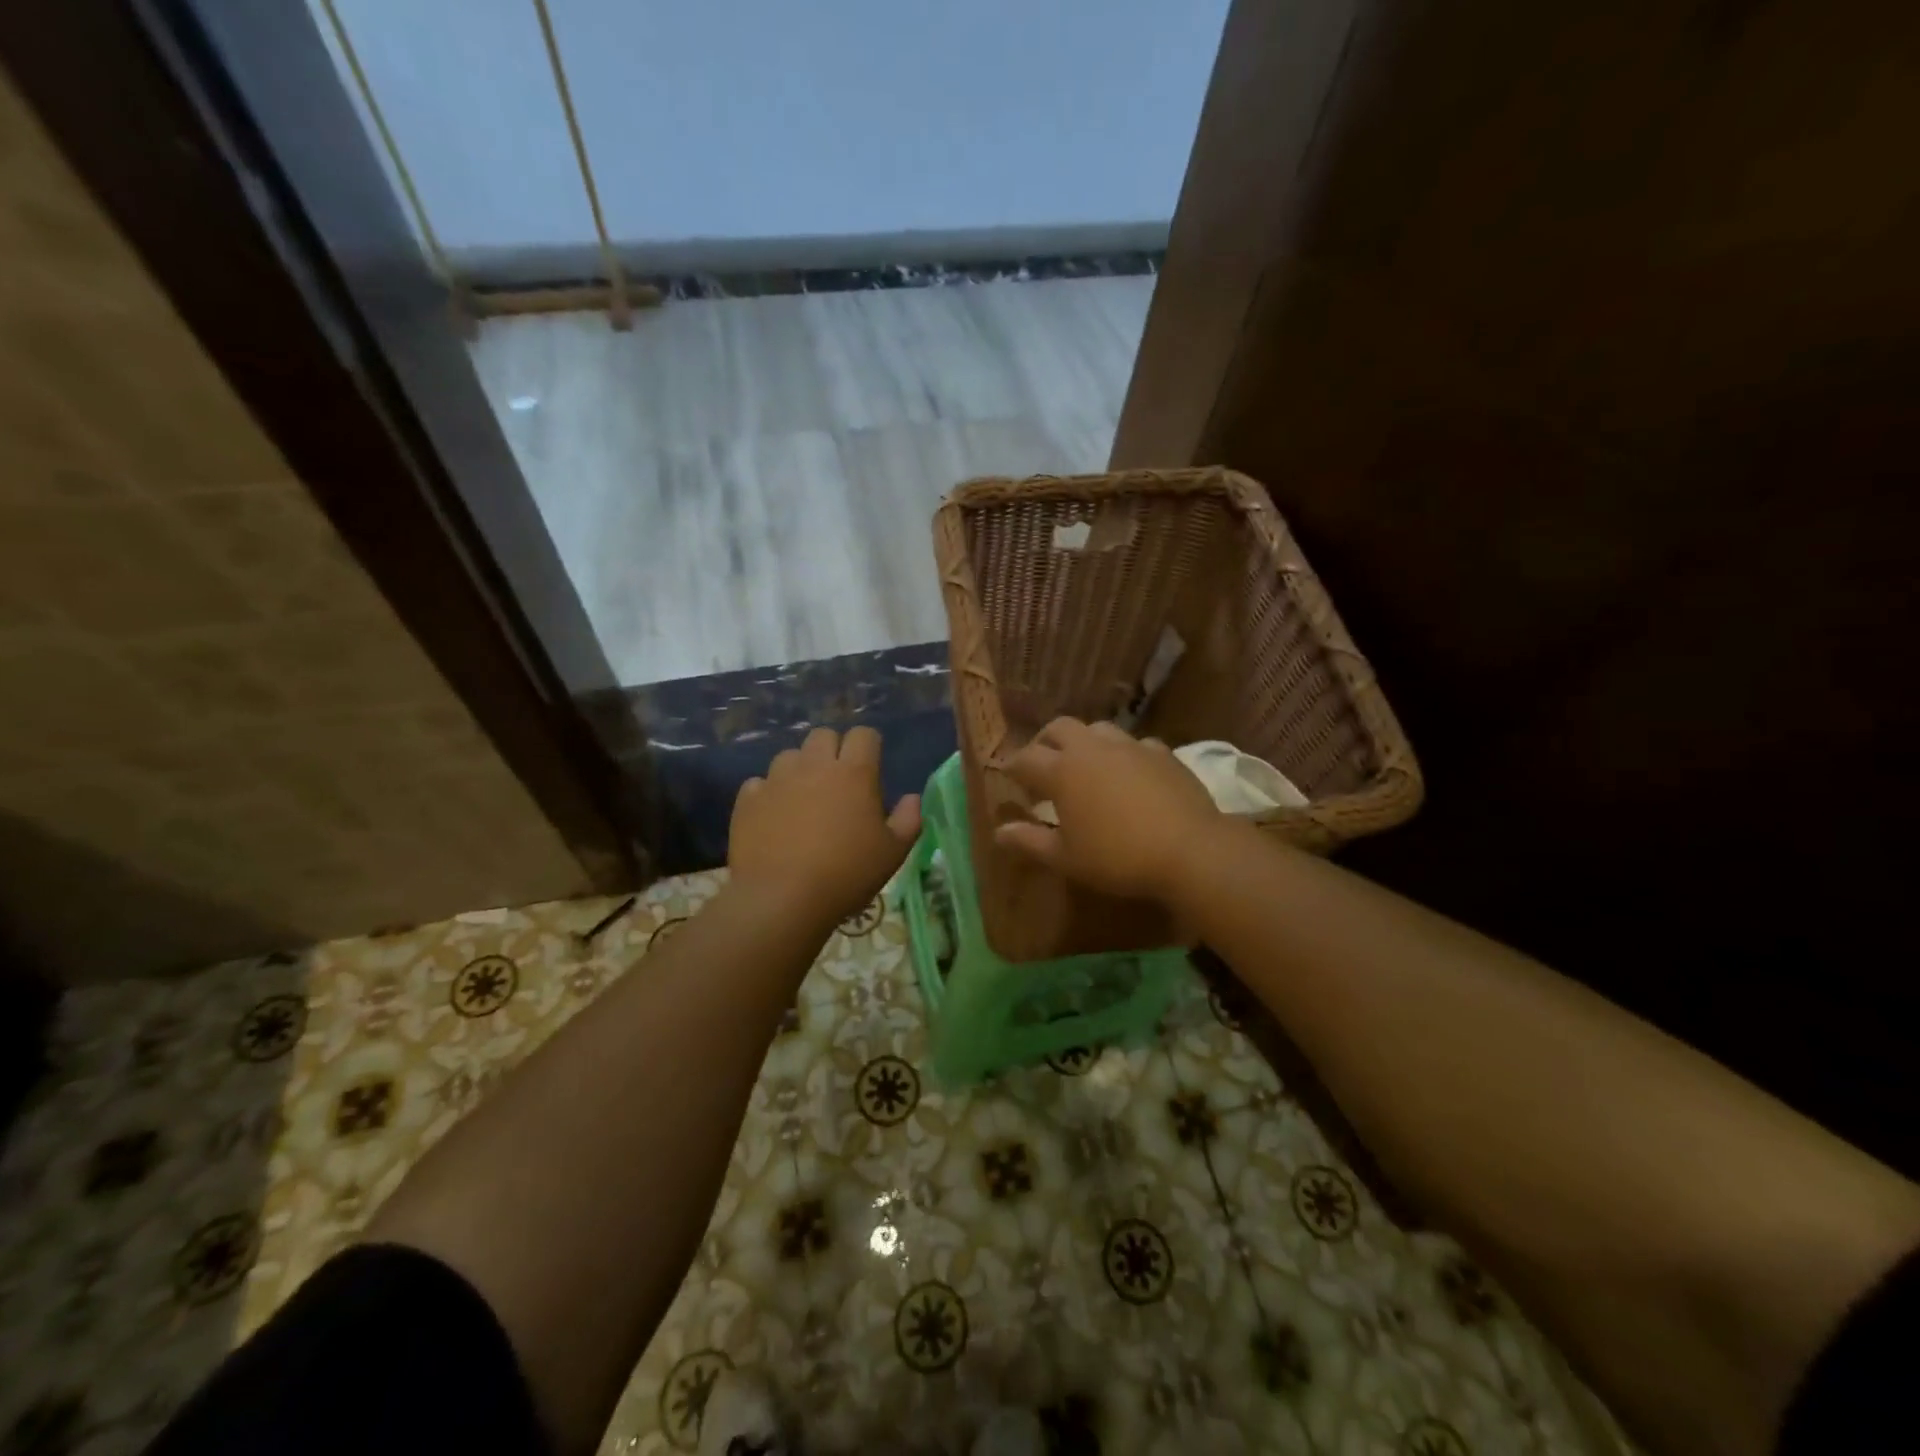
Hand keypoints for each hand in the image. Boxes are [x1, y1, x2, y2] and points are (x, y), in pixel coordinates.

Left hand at [729, 726, 921, 926]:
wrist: (781, 899)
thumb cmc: (847, 874)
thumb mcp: (893, 853)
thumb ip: (908, 820)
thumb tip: (912, 798)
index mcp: (854, 773)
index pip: (864, 735)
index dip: (869, 746)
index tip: (871, 770)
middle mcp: (814, 765)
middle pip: (824, 735)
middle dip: (833, 750)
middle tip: (839, 782)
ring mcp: (777, 779)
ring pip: (790, 755)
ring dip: (800, 769)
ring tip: (804, 799)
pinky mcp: (748, 799)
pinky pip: (760, 783)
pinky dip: (769, 793)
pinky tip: (774, 817)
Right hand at [993, 717, 1221, 901]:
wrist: (1190, 849)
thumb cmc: (1117, 857)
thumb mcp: (1066, 858)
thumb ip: (1030, 841)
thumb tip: (999, 832)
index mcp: (1062, 771)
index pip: (1025, 758)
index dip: (1013, 767)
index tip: (1009, 779)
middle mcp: (1092, 748)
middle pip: (1059, 728)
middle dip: (1044, 742)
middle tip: (1043, 765)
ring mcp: (1130, 746)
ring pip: (1097, 729)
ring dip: (1084, 742)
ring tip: (1085, 765)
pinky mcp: (1162, 753)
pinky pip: (1134, 744)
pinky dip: (1122, 754)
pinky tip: (1128, 773)